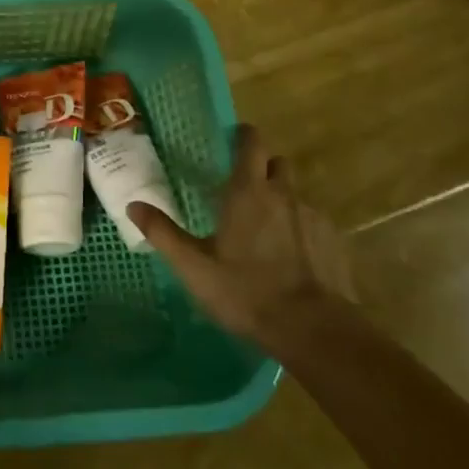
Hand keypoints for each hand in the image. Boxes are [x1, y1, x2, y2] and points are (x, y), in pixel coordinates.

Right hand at [130, 124, 354, 351]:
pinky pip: (315, 224)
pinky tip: (292, 259)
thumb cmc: (246, 292)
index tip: (234, 141)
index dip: (244, 137)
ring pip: (296, 195)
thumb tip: (133, 205)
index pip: (251, 143)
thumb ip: (163, 233)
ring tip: (267, 232)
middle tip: (245, 190)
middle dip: (264, 168)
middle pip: (278, 164)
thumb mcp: (194, 266)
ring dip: (282, 203)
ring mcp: (314, 217)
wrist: (314, 330)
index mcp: (248, 192)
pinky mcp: (335, 242)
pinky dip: (302, 231)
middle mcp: (284, 194)